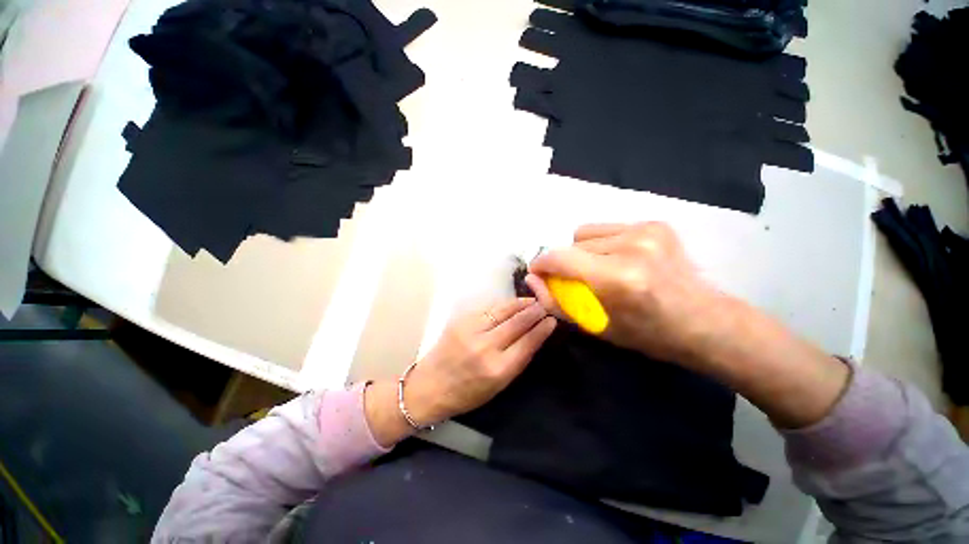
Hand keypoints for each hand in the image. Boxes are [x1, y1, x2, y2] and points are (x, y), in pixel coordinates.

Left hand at [365, 298, 555, 446]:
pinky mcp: (461, 321)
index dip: (542, 330)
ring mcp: (471, 331)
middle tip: (546, 305)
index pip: (527, 343)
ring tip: (532, 301)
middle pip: (517, 323)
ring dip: (520, 304)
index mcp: (498, 370)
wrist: (430, 385)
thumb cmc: (467, 393)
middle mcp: (486, 347)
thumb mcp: (498, 385)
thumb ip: (516, 360)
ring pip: (503, 311)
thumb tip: (533, 337)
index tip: (552, 320)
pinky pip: (488, 309)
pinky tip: (512, 304)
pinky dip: (503, 306)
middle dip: (534, 312)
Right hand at [525, 222, 723, 364]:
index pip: (561, 258)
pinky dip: (601, 243)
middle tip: (579, 281)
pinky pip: (606, 228)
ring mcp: (646, 230)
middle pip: (572, 244)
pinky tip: (617, 259)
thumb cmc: (646, 333)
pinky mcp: (655, 224)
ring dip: (583, 251)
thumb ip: (556, 301)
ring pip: (586, 233)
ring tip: (599, 269)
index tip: (537, 272)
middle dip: (566, 262)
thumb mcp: (594, 325)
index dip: (542, 263)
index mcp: (618, 279)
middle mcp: (632, 247)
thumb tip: (532, 279)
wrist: (704, 321)